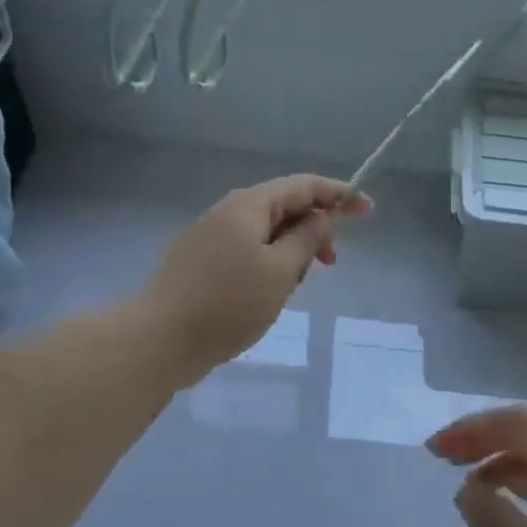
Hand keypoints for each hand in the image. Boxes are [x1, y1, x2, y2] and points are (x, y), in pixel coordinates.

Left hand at [142, 174, 371, 385]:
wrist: (158, 340)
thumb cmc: (228, 303)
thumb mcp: (281, 270)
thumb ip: (308, 239)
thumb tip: (321, 219)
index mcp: (249, 206)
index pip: (303, 186)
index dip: (339, 194)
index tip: (367, 210)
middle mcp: (228, 213)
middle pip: (284, 207)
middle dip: (314, 228)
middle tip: (331, 262)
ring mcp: (210, 238)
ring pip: (265, 233)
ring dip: (291, 251)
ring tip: (295, 286)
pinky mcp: (201, 263)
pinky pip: (246, 252)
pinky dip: (269, 264)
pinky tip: (269, 293)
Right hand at [428, 405, 526, 526]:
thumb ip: (498, 524)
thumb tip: (466, 488)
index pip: (523, 423)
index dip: (475, 428)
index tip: (435, 450)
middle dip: (486, 437)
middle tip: (442, 457)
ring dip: (505, 459)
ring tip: (466, 479)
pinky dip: (526, 484)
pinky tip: (509, 505)